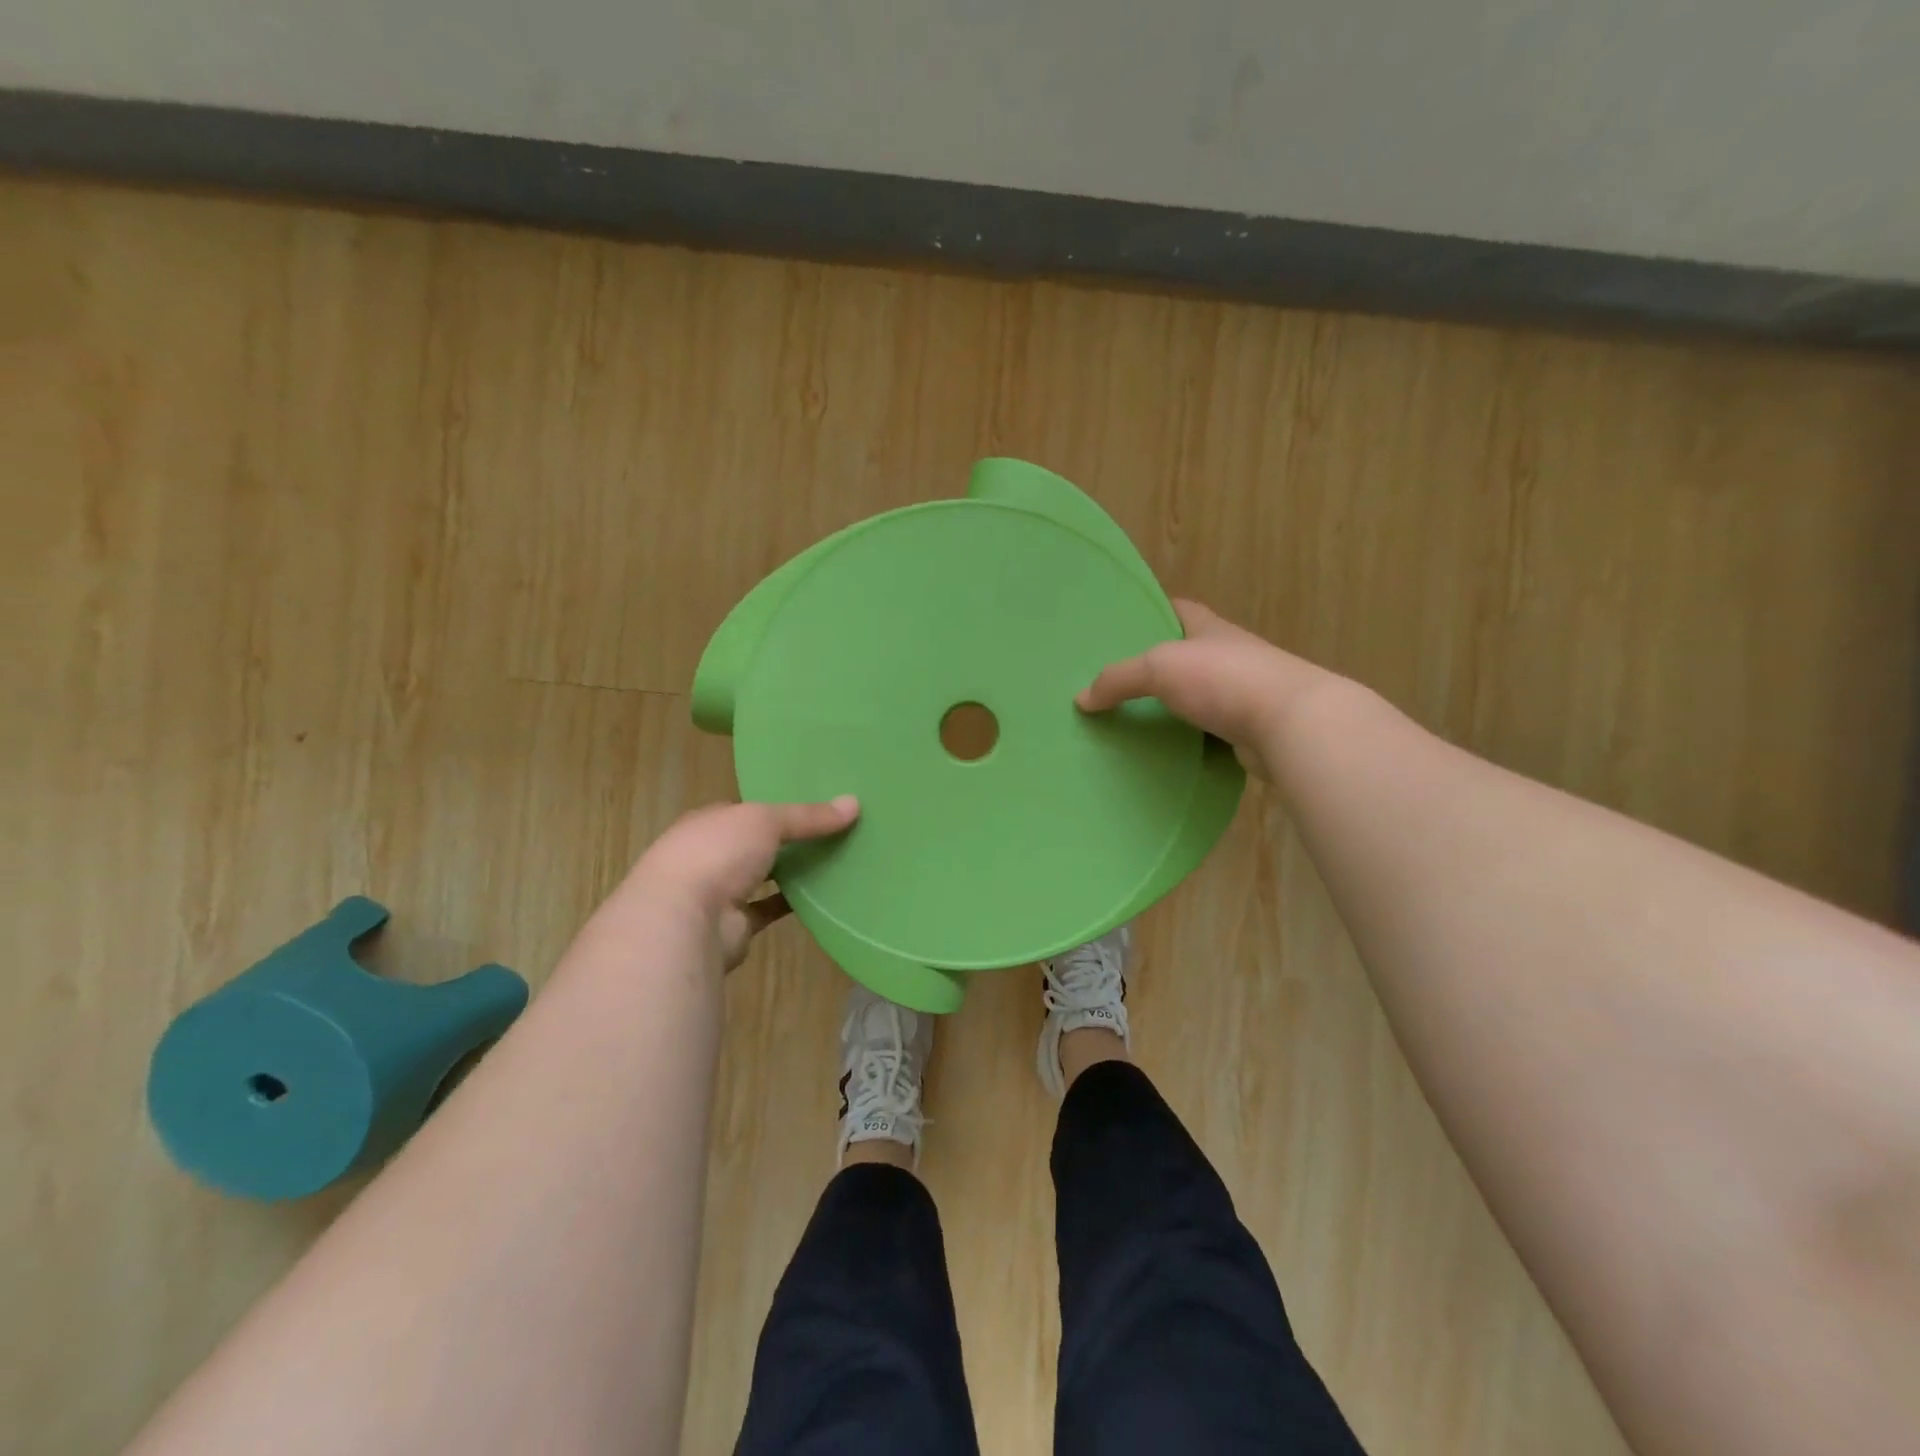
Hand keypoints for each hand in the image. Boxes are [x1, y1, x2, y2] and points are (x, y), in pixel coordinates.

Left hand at [628, 797, 859, 969]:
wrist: (683, 920)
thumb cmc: (717, 853)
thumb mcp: (766, 820)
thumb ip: (808, 816)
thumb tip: (854, 804)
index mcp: (709, 822)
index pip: (745, 811)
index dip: (776, 807)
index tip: (813, 807)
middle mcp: (710, 855)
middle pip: (754, 844)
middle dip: (785, 841)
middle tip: (832, 833)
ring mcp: (719, 893)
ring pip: (761, 877)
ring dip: (788, 873)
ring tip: (833, 861)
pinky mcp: (734, 926)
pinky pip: (769, 909)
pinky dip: (792, 904)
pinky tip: (823, 896)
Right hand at [1077, 600, 1344, 777]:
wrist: (1292, 724)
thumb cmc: (1224, 680)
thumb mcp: (1159, 668)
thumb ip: (1118, 679)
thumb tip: (1082, 698)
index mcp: (1210, 629)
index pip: (1179, 609)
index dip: (1152, 611)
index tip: (1122, 625)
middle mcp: (1230, 655)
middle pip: (1186, 653)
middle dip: (1155, 664)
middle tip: (1115, 680)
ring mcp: (1243, 693)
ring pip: (1198, 695)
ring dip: (1173, 705)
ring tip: (1131, 716)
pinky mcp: (1250, 730)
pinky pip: (1209, 730)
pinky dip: (1189, 737)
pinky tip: (1163, 747)